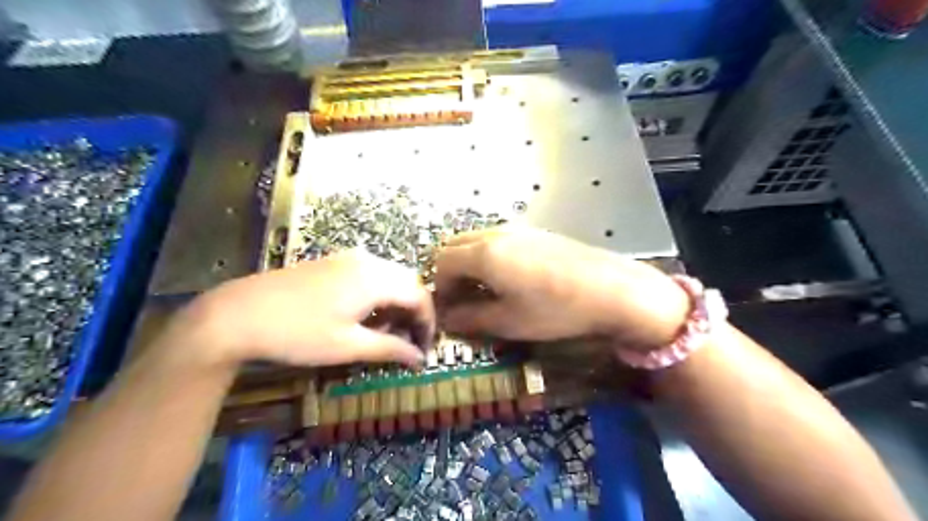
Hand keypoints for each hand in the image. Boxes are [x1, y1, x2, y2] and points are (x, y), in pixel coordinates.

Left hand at [165, 250, 430, 367]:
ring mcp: (348, 258)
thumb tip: (420, 358)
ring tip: (388, 332)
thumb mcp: (348, 346)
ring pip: (389, 278)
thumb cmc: (298, 333)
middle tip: (408, 342)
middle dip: (415, 312)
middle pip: (408, 283)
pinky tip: (365, 316)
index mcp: (376, 279)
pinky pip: (370, 275)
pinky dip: (379, 295)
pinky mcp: (332, 263)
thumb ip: (390, 349)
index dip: (428, 323)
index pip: (420, 296)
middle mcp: (367, 261)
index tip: (425, 349)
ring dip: (396, 303)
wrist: (237, 314)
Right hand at [435, 227, 686, 350]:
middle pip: (455, 245)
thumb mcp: (509, 321)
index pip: (442, 261)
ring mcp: (518, 230)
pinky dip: (490, 257)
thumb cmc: (557, 309)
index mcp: (484, 254)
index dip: (439, 287)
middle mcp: (496, 234)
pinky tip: (510, 279)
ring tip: (485, 292)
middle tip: (462, 300)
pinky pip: (499, 240)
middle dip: (451, 272)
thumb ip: (471, 319)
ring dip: (470, 264)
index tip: (448, 310)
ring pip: (477, 240)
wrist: (613, 290)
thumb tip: (448, 319)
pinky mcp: (536, 233)